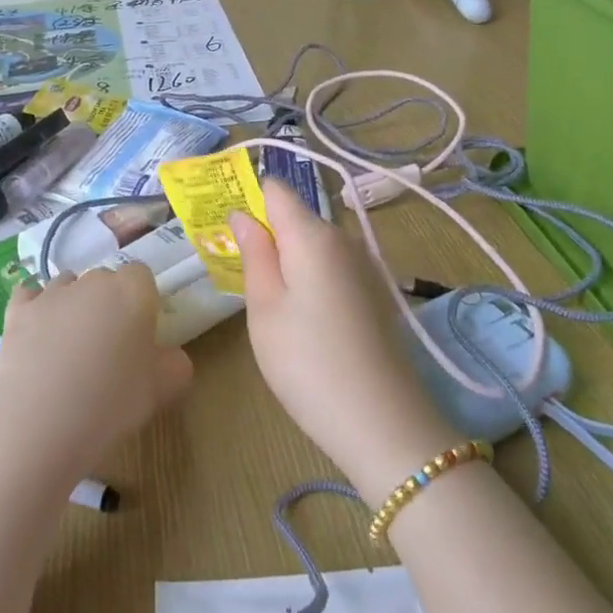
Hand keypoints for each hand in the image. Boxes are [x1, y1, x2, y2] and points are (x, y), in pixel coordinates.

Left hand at [0, 263, 192, 481]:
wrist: (38, 425)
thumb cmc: (111, 404)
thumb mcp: (161, 391)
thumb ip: (175, 365)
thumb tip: (170, 357)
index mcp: (133, 292)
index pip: (142, 276)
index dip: (142, 302)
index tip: (140, 334)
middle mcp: (93, 281)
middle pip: (105, 280)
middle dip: (108, 303)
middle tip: (108, 346)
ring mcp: (52, 293)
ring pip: (68, 285)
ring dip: (73, 304)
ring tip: (70, 346)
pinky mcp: (18, 311)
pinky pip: (29, 295)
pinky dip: (35, 308)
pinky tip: (37, 333)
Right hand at [231, 182, 458, 503]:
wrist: (384, 423)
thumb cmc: (308, 364)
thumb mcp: (265, 309)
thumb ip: (254, 253)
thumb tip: (243, 213)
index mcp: (313, 234)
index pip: (275, 189)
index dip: (248, 201)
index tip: (228, 233)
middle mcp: (344, 237)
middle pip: (296, 216)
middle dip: (267, 236)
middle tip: (243, 278)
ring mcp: (364, 264)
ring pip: (314, 244)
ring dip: (289, 261)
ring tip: (272, 306)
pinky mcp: (374, 291)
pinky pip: (332, 267)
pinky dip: (311, 279)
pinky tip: (306, 322)